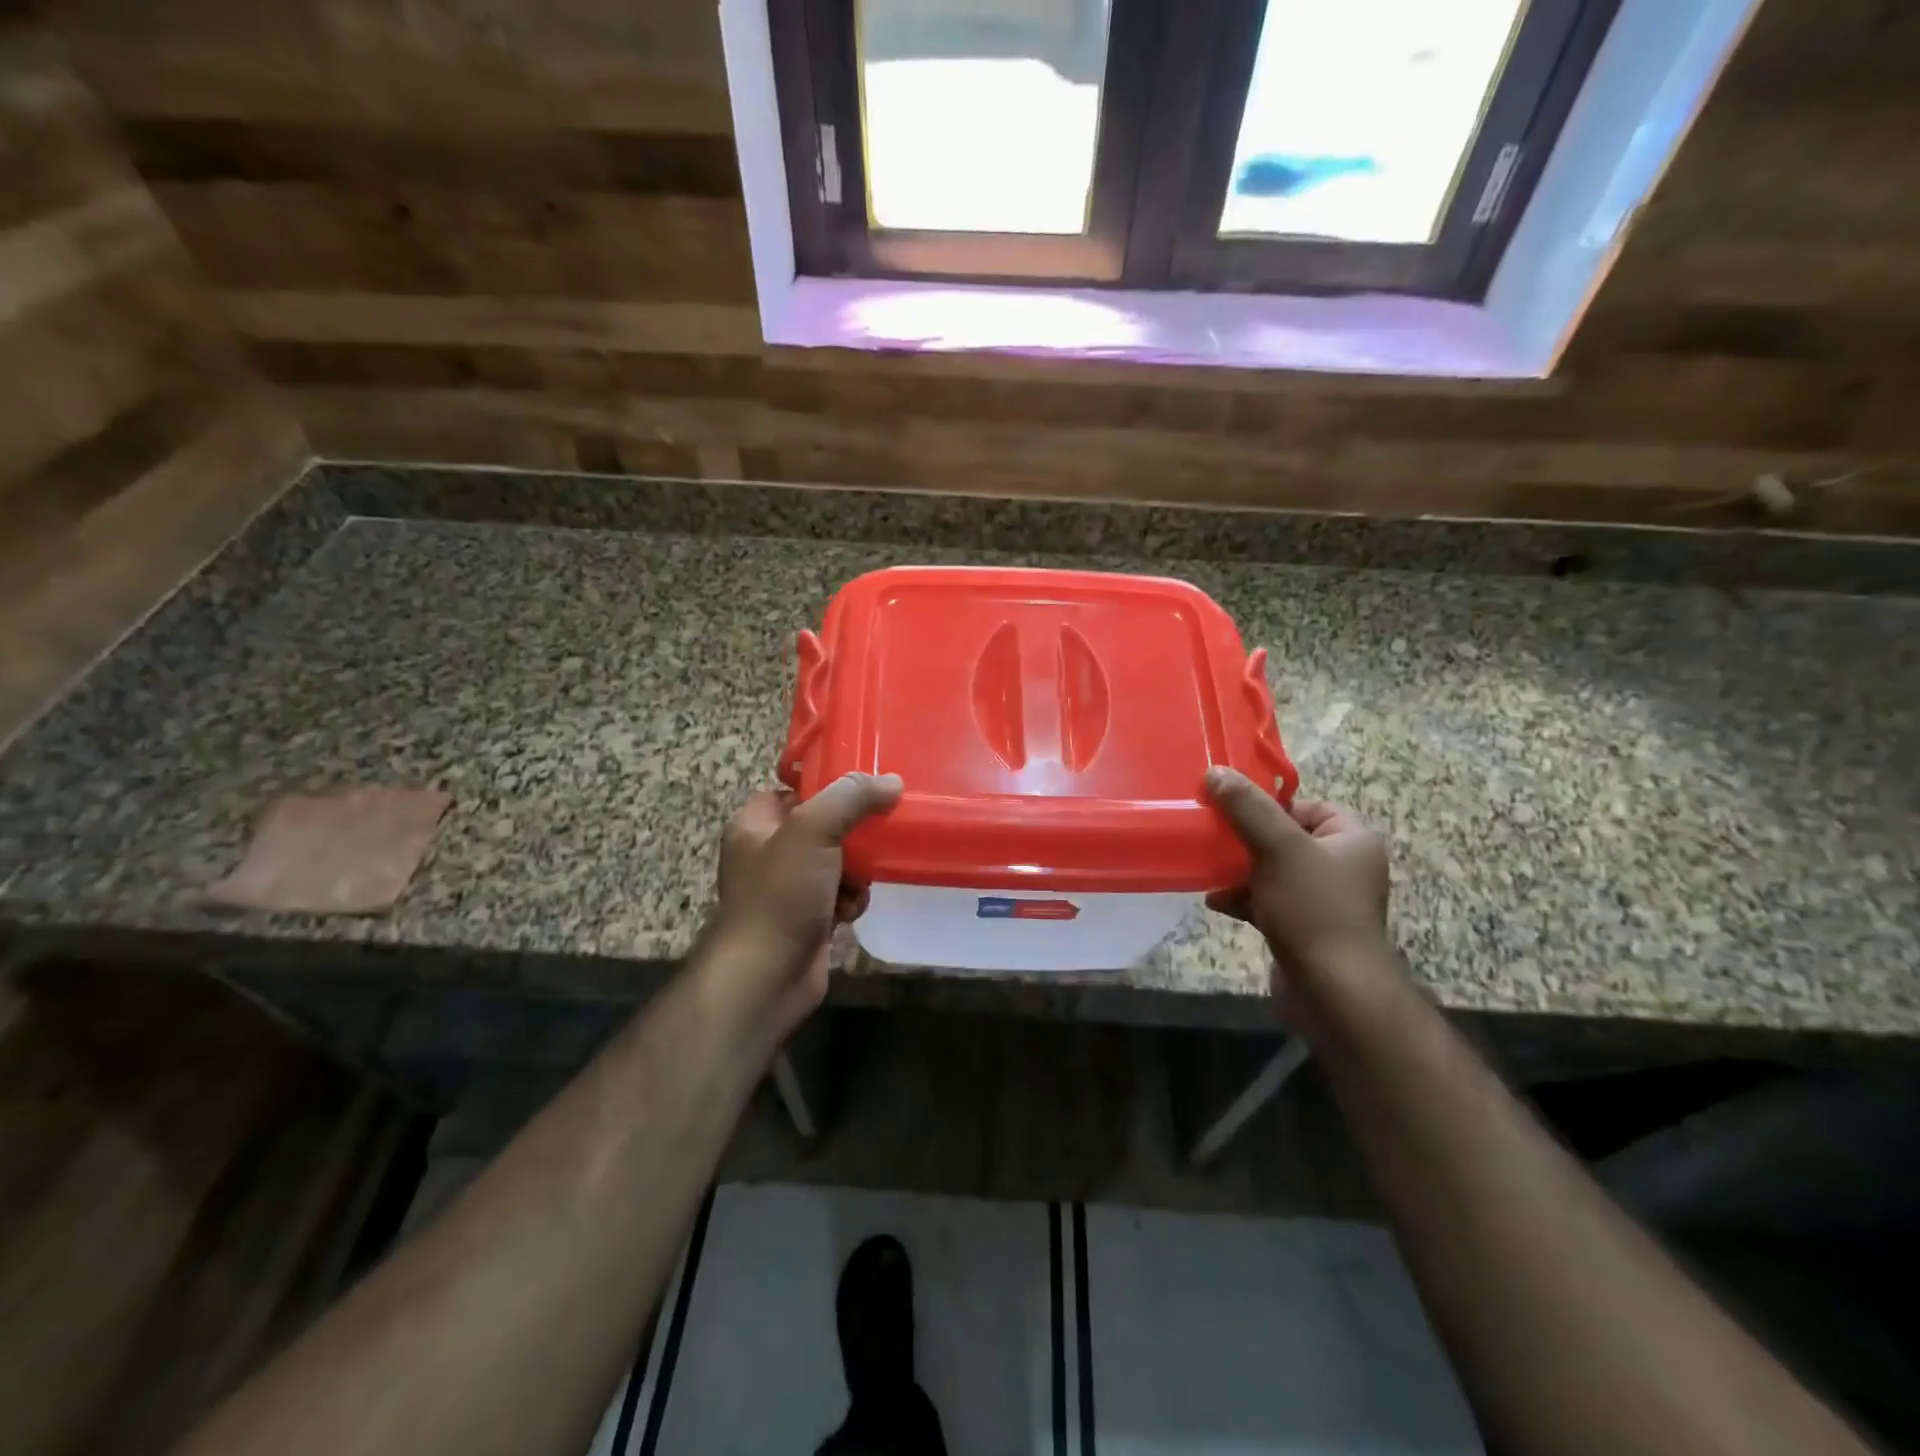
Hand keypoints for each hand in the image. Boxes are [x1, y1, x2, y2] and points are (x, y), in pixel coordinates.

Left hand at [711, 772, 902, 1034]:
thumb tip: (891, 781)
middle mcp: (768, 853)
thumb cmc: (780, 895)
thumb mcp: (813, 831)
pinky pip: (840, 894)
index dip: (830, 789)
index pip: (798, 791)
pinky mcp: (808, 918)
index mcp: (755, 824)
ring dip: (857, 872)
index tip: (867, 791)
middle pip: (825, 827)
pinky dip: (851, 900)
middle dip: (853, 836)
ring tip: (859, 883)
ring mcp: (788, 888)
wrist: (767, 976)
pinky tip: (850, 912)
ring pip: (839, 862)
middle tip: (876, 838)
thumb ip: (851, 798)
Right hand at [1203, 767, 1390, 993]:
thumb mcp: (1278, 848)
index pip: (1311, 807)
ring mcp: (1323, 902)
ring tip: (1210, 870)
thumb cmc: (1314, 909)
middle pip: (1286, 838)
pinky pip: (1268, 902)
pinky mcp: (1303, 930)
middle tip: (1215, 837)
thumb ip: (1247, 808)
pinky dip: (1243, 899)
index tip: (1238, 813)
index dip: (1273, 806)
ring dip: (1240, 870)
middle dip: (1247, 840)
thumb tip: (1216, 772)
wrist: (1332, 991)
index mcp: (1353, 841)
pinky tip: (1216, 901)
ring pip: (1273, 871)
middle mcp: (1343, 868)